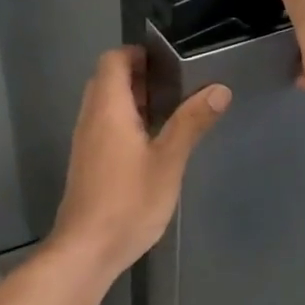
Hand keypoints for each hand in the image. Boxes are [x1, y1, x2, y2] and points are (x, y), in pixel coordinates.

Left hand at [50, 47, 230, 276]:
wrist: (86, 250)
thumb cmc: (128, 202)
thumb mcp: (168, 162)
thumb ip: (191, 122)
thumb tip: (219, 89)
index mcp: (108, 109)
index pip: (112, 61)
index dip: (137, 54)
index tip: (169, 63)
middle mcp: (90, 119)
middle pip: (107, 80)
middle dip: (139, 76)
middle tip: (175, 87)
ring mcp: (85, 142)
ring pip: (105, 104)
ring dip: (133, 100)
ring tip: (170, 112)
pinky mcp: (87, 163)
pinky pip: (104, 126)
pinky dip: (125, 122)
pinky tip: (151, 144)